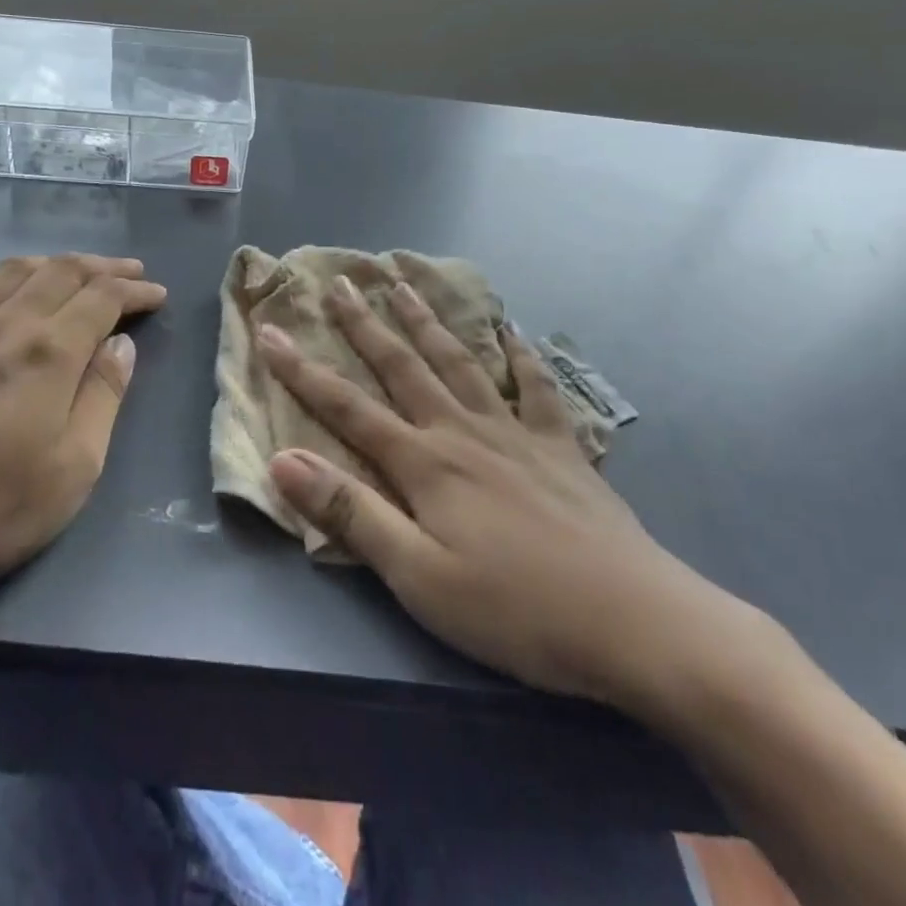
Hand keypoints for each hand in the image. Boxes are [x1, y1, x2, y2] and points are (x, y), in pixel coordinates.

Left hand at [0, 254, 166, 639]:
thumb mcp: (76, 466)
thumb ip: (104, 396)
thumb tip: (121, 344)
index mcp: (49, 351)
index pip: (103, 297)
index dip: (135, 290)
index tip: (158, 295)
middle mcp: (6, 324)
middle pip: (62, 271)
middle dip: (103, 267)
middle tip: (130, 272)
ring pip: (12, 272)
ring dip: (52, 264)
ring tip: (74, 273)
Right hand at [256, 277, 758, 717]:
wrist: (637, 622)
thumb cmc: (517, 609)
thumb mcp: (419, 577)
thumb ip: (351, 514)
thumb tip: (282, 460)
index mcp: (425, 463)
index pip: (347, 407)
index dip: (302, 370)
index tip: (269, 332)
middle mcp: (463, 432)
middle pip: (403, 366)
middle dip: (365, 324)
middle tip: (341, 282)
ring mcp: (515, 433)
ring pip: (460, 361)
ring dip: (427, 321)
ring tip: (405, 283)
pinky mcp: (560, 447)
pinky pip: (535, 388)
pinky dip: (521, 356)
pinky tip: (512, 332)